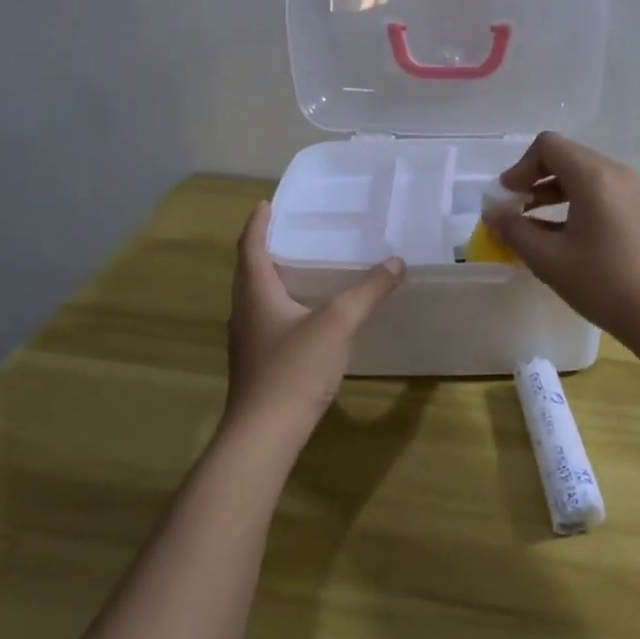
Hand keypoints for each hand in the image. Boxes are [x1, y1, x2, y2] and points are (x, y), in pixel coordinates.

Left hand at [225, 201, 403, 438]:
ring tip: (303, 267)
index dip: (258, 224)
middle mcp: (245, 312)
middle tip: (292, 231)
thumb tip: (395, 262)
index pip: (251, 247)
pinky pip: (268, 320)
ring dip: (274, 278)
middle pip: (250, 271)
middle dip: (266, 248)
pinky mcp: (258, 363)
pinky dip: (283, 305)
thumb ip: (368, 291)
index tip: (266, 204)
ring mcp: (248, 341)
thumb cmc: (294, 369)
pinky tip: (308, 316)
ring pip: (257, 298)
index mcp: (256, 293)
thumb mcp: (338, 324)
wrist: (264, 434)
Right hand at [484, 132, 639, 344]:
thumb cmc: (603, 283)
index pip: (548, 146)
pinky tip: (557, 237)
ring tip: (528, 224)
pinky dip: (570, 204)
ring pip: (580, 176)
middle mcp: (614, 174)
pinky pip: (595, 194)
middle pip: (564, 157)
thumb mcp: (548, 259)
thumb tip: (492, 212)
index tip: (505, 198)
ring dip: (549, 192)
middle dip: (532, 179)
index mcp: (593, 176)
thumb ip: (514, 230)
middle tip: (512, 210)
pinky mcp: (635, 212)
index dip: (519, 167)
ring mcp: (629, 192)